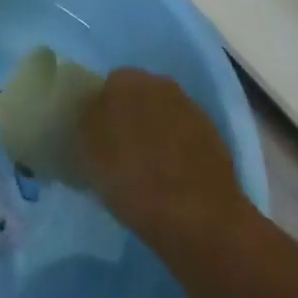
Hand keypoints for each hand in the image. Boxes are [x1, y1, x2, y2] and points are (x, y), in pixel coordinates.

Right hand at [80, 69, 245, 237]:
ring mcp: (189, 107)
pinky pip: (184, 134)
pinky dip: (177, 147)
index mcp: (124, 82)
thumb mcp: (89, 157)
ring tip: (148, 167)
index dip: (100, 112)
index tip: (97, 139)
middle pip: (137, 96)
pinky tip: (173, 175)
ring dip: (155, 131)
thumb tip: (90, 117)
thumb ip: (86, 127)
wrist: (199, 216)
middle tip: (120, 151)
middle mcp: (159, 83)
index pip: (106, 86)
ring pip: (162, 114)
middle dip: (129, 117)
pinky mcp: (212, 133)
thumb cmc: (133, 182)